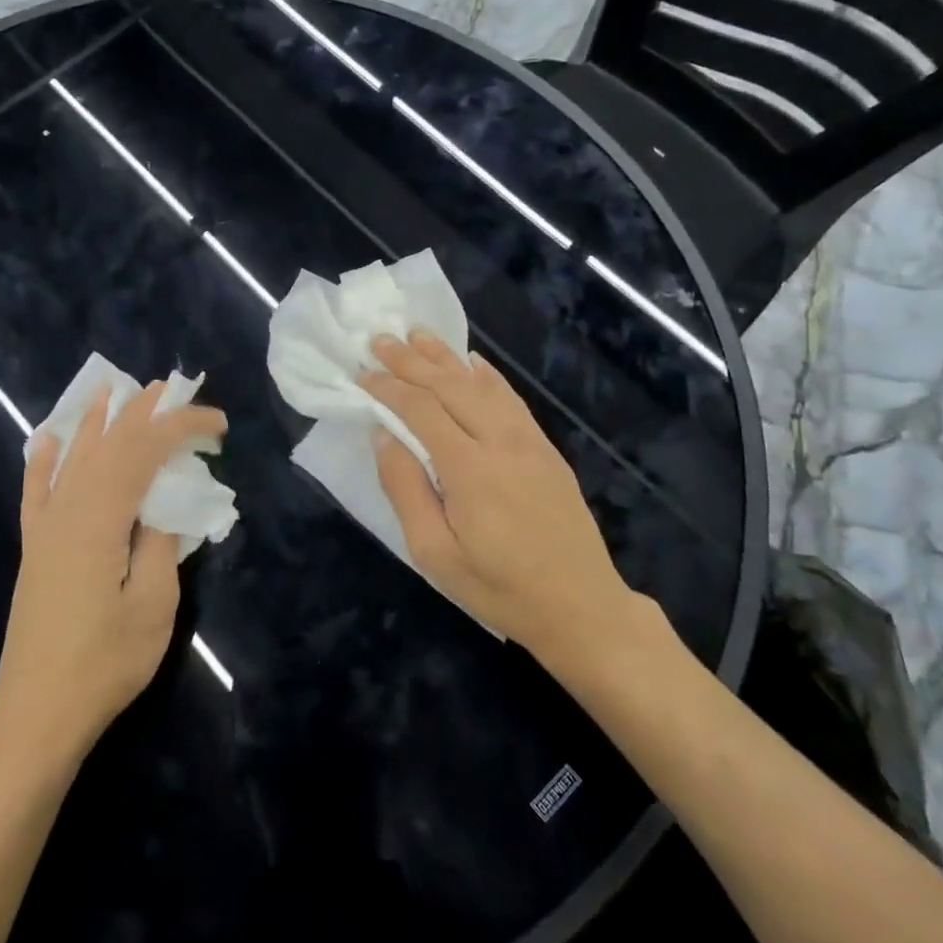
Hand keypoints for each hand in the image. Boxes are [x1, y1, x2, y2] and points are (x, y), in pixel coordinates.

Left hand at [0, 382, 226, 771]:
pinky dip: (43, 460)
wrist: (36, 713)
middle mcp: (67, 511)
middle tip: (172, 388)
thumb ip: (161, 543)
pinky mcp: (34, 548)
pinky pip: (35, 491)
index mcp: (100, 519)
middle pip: (106, 445)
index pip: (144, 452)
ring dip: (97, 422)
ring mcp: (45, 528)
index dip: (180, 428)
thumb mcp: (153, 605)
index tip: (217, 423)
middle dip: (141, 413)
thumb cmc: (104, 663)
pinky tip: (47, 438)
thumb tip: (166, 503)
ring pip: (72, 458)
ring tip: (115, 391)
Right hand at [360, 331, 632, 658]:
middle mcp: (501, 442)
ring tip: (417, 335)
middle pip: (450, 387)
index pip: (421, 410)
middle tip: (380, 339)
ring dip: (446, 357)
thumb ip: (405, 489)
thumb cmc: (497, 587)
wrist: (580, 607)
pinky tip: (473, 361)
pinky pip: (511, 399)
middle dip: (411, 361)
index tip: (361, 374)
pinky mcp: (546, 450)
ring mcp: (529, 442)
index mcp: (469, 468)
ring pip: (481, 385)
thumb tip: (383, 436)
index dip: (388, 388)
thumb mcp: (434, 552)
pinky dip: (487, 375)